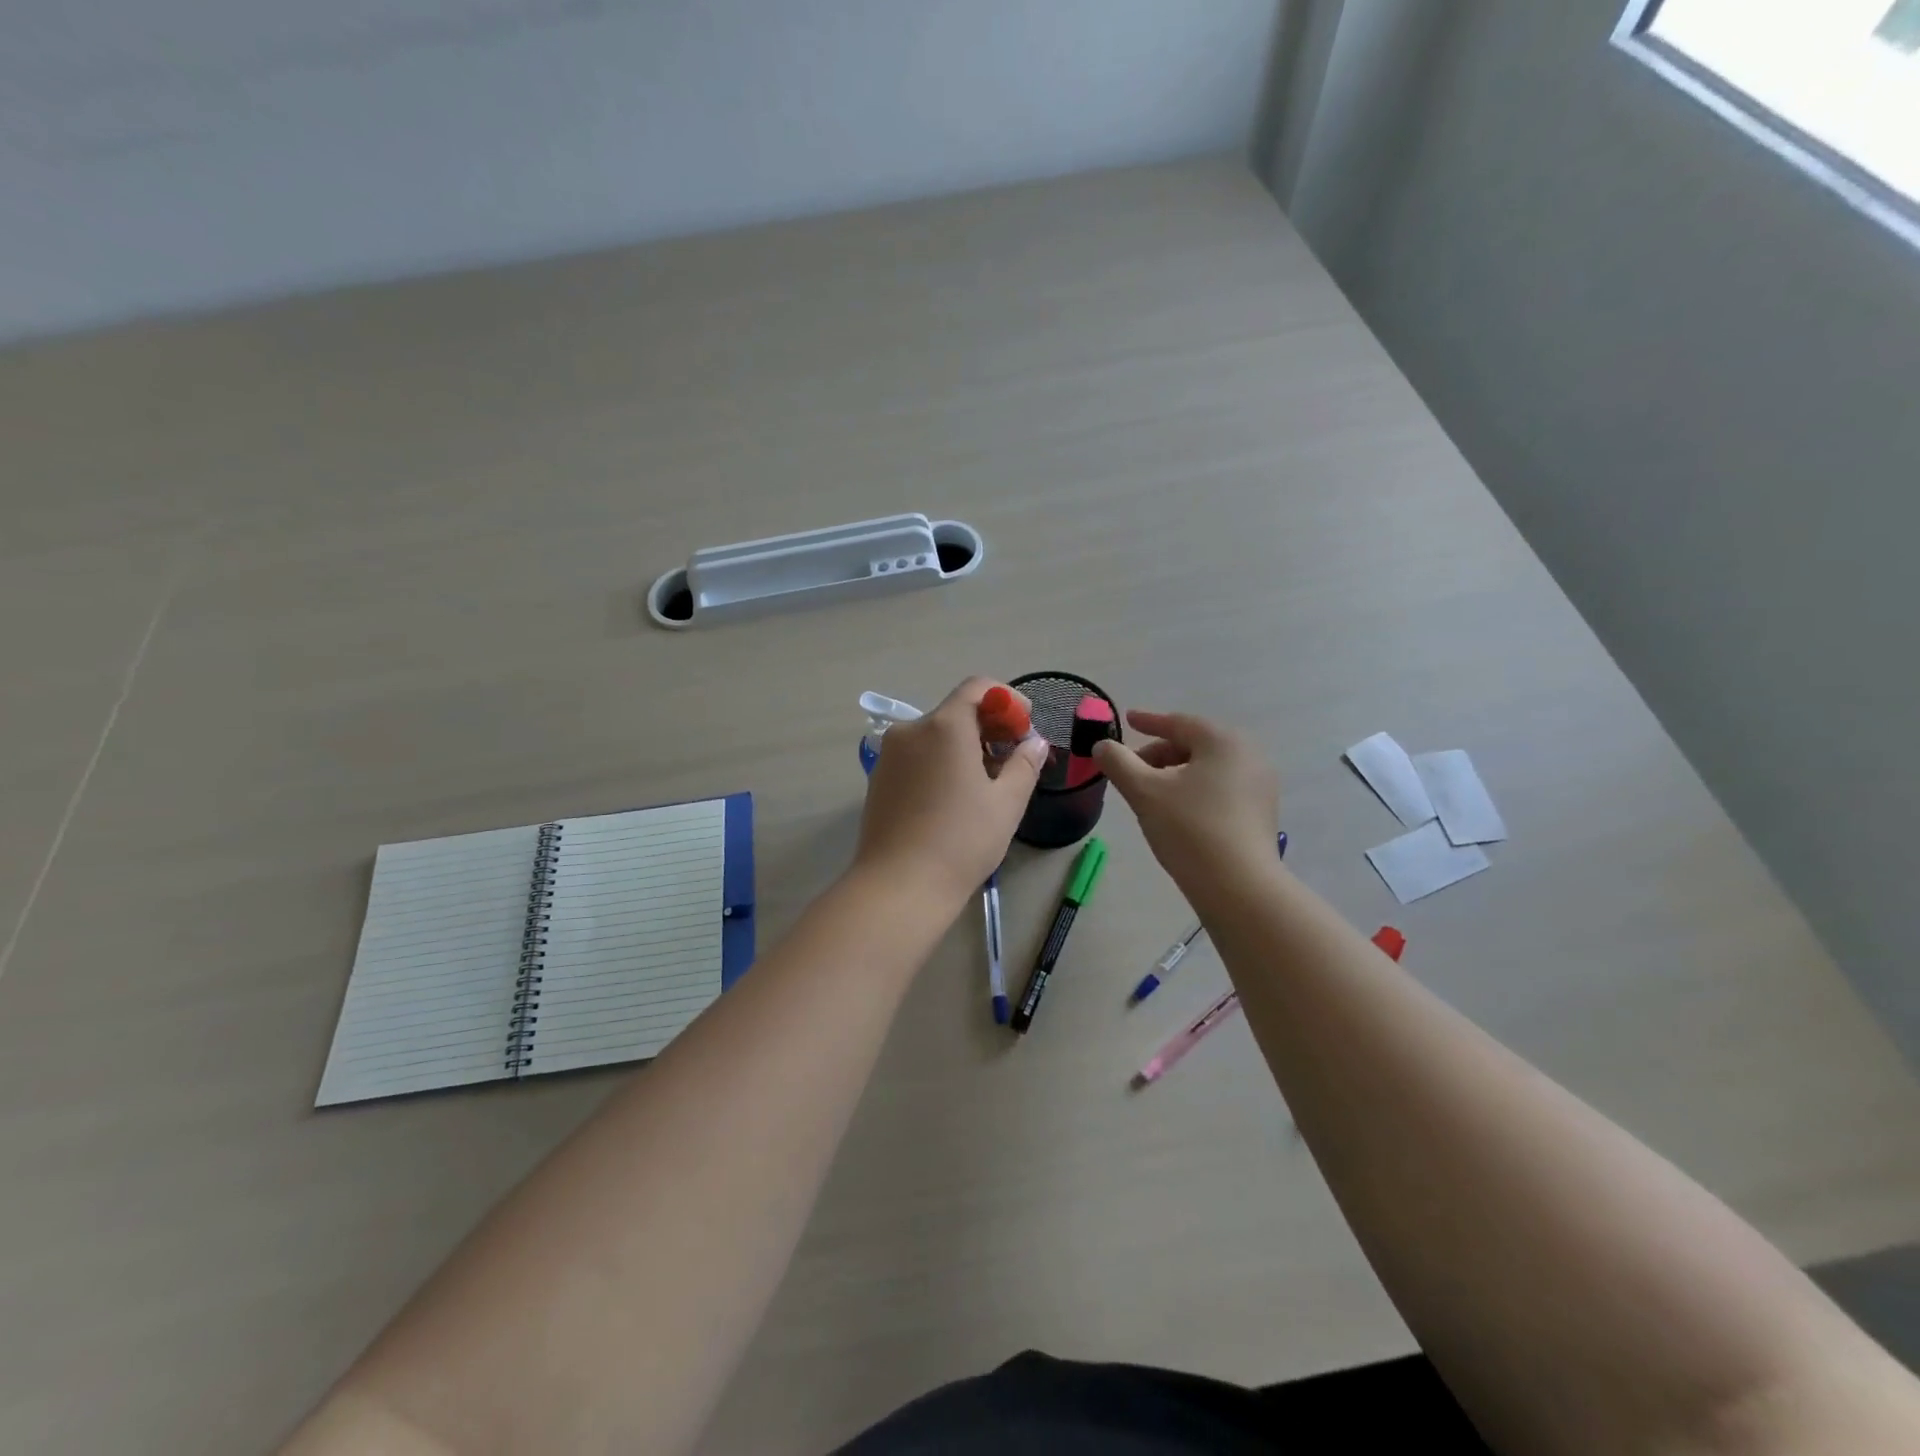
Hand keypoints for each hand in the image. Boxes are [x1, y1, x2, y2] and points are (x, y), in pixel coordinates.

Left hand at [853, 678, 1048, 909]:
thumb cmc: (961, 840)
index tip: (1025, 727)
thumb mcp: (1007, 802)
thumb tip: (1035, 742)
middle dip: (990, 727)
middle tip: (1014, 759)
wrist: (899, 886)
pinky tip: (954, 798)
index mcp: (944, 726)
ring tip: (987, 783)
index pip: (978, 688)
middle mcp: (911, 730)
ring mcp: (889, 755)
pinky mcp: (878, 779)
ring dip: (965, 747)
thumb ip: (1025, 763)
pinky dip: (941, 762)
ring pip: (935, 736)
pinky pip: (917, 756)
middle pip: (956, 711)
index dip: (1007, 700)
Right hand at [1094, 710, 1279, 891]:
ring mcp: (1260, 786)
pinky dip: (1195, 790)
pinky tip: (1178, 812)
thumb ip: (1118, 762)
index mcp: (1223, 742)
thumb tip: (1103, 746)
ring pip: (1208, 769)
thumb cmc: (1189, 828)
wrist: (1239, 887)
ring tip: (1151, 792)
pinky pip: (1222, 789)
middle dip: (1160, 753)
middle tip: (1132, 768)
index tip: (1128, 719)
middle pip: (1195, 745)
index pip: (1179, 723)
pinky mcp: (1262, 813)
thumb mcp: (1144, 791)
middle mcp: (1249, 756)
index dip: (1149, 721)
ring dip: (1176, 773)